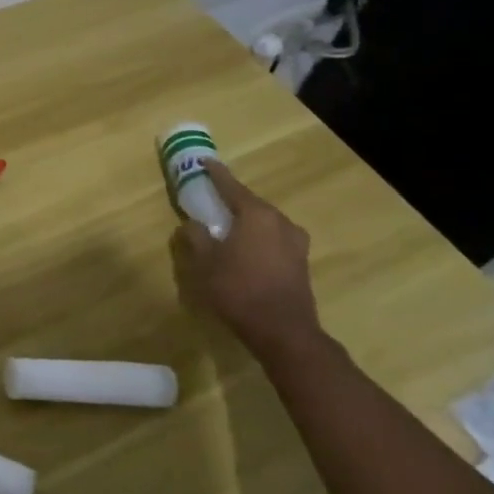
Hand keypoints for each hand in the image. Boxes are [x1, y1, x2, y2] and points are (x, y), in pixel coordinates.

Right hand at [170, 162, 326, 370]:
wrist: (283, 332)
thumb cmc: (238, 289)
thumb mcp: (204, 262)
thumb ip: (195, 236)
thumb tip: (192, 223)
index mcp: (257, 215)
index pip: (232, 186)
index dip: (216, 174)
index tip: (205, 162)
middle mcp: (281, 222)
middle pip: (251, 203)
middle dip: (232, 199)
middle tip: (212, 197)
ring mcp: (296, 242)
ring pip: (265, 222)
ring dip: (247, 220)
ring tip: (228, 224)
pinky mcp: (300, 262)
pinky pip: (274, 238)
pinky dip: (258, 236)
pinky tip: (246, 247)